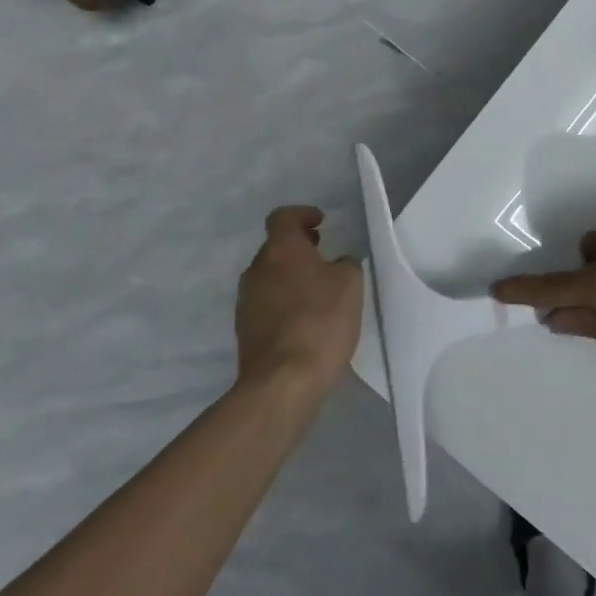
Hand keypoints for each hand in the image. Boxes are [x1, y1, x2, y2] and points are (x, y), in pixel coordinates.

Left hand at [235, 207, 363, 394]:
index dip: (302, 215)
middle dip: (300, 248)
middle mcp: (256, 270)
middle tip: (325, 256)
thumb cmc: (320, 321)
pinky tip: (306, 320)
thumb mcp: (350, 284)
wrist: (282, 381)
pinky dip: (285, 302)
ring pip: (271, 277)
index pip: (283, 217)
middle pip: (276, 248)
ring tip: (319, 292)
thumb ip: (346, 264)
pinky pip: (267, 303)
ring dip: (292, 277)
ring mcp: (246, 301)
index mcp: (280, 250)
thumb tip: (337, 264)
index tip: (321, 223)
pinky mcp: (245, 330)